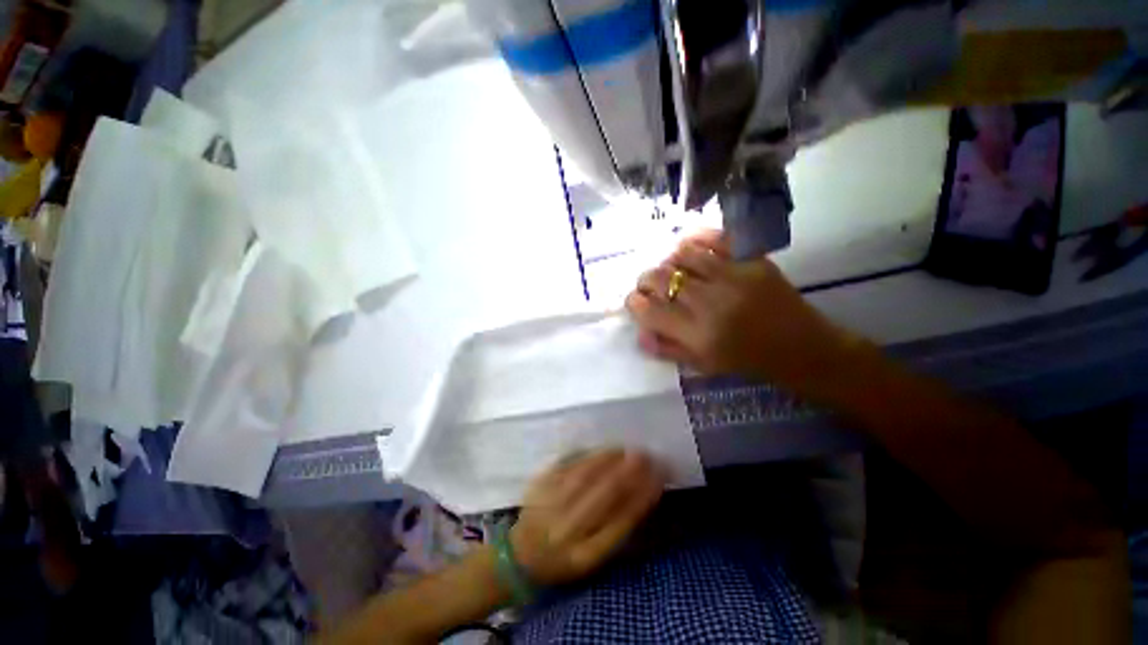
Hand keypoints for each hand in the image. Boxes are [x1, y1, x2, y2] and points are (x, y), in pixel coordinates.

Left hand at [510, 450, 664, 585]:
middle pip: (604, 496)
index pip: (621, 522)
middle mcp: (568, 530)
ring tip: (630, 450)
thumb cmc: (566, 561)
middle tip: (648, 457)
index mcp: (585, 556)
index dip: (643, 497)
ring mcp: (552, 505)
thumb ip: (619, 534)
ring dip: (612, 460)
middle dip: (630, 473)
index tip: (659, 478)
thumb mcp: (593, 562)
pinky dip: (591, 456)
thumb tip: (644, 496)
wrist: (521, 555)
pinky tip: (607, 450)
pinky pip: (569, 466)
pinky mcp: (541, 486)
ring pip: (587, 476)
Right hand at [625, 230, 857, 390]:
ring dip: (667, 262)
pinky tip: (688, 248)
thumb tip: (639, 331)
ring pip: (682, 255)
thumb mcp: (702, 365)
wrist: (801, 347)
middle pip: (659, 278)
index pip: (649, 310)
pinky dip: (695, 239)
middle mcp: (710, 302)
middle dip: (645, 281)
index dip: (634, 302)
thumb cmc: (747, 361)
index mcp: (697, 334)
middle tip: (648, 286)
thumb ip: (666, 348)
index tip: (635, 301)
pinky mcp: (752, 260)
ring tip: (671, 270)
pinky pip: (715, 238)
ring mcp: (733, 276)